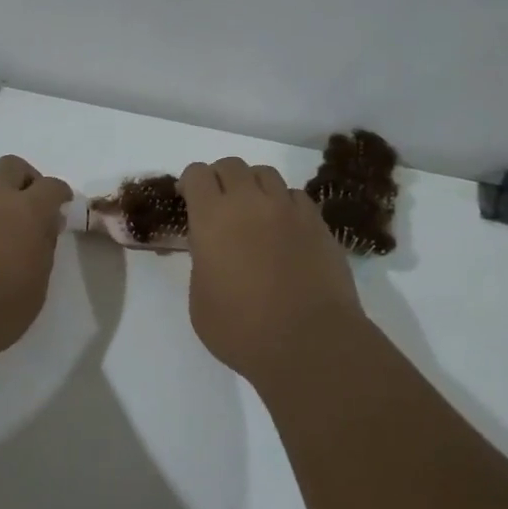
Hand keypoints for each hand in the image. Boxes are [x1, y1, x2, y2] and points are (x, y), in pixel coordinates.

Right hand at [179, 157, 366, 382]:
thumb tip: (212, 248)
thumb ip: (201, 262)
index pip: (196, 174)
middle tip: (219, 206)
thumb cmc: (242, 330)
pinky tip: (284, 229)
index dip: (190, 183)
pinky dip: (284, 204)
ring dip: (253, 187)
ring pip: (266, 174)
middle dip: (220, 179)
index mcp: (212, 219)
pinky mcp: (318, 223)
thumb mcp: (199, 300)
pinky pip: (296, 196)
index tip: (189, 201)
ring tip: (253, 214)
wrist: (310, 342)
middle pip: (231, 165)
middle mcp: (250, 203)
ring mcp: (288, 210)